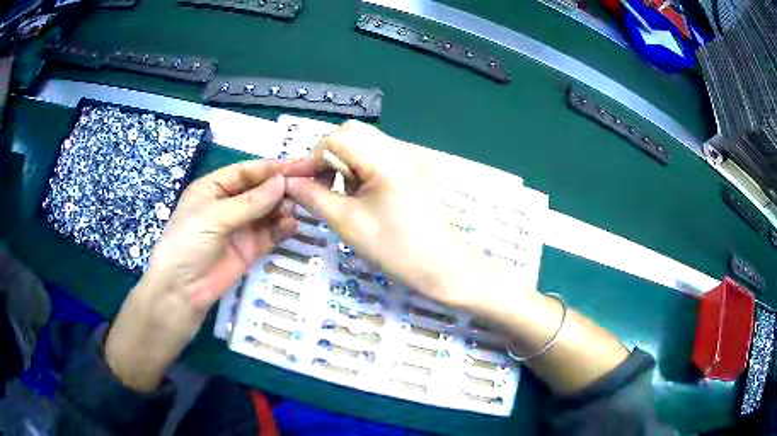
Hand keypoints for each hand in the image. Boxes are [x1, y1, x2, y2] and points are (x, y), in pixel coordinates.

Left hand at [106, 160, 296, 391]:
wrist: (181, 291)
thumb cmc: (188, 243)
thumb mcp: (215, 216)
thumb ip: (250, 201)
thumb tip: (282, 182)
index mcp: (214, 187)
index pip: (247, 171)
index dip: (272, 167)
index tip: (300, 164)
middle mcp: (229, 203)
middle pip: (261, 189)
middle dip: (282, 186)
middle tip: (309, 183)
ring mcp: (241, 227)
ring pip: (268, 210)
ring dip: (284, 206)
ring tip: (298, 205)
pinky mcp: (250, 248)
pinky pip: (271, 234)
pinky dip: (283, 228)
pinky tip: (292, 225)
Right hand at [285, 121, 485, 308]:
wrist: (443, 267)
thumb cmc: (396, 249)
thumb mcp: (348, 223)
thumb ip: (314, 197)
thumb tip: (289, 183)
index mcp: (385, 159)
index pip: (336, 138)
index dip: (313, 157)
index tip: (301, 183)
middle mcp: (400, 149)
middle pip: (352, 133)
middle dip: (329, 155)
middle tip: (321, 186)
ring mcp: (410, 158)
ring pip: (365, 143)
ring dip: (344, 161)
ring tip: (342, 193)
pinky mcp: (413, 170)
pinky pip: (379, 155)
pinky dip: (361, 166)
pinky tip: (361, 194)